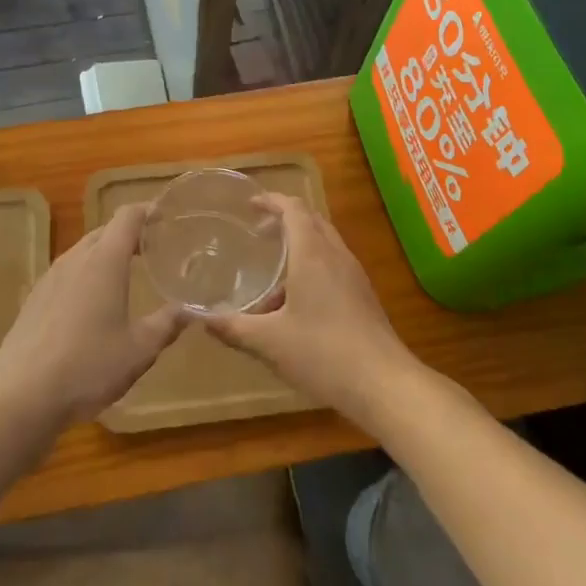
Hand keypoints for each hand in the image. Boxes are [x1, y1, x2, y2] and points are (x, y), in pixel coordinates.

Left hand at [0, 204, 185, 425]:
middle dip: (130, 234)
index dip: (148, 210)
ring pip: (84, 251)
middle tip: (154, 249)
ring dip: (106, 254)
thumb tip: (193, 310)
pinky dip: (86, 274)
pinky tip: (92, 304)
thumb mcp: (139, 349)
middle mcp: (76, 258)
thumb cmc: (88, 366)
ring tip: (126, 274)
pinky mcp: (34, 298)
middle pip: (106, 230)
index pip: (128, 216)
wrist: (22, 394)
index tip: (167, 217)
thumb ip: (168, 324)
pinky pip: (67, 272)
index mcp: (105, 261)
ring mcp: (50, 276)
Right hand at [201, 193, 424, 426]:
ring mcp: (354, 274)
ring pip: (325, 242)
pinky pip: (334, 263)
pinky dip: (313, 265)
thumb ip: (233, 328)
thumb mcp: (269, 342)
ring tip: (273, 271)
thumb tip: (202, 318)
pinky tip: (297, 301)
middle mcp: (335, 255)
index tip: (250, 205)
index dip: (271, 201)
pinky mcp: (363, 295)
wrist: (383, 384)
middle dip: (285, 219)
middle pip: (311, 220)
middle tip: (257, 232)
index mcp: (312, 254)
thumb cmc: (323, 354)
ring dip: (300, 244)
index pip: (293, 208)